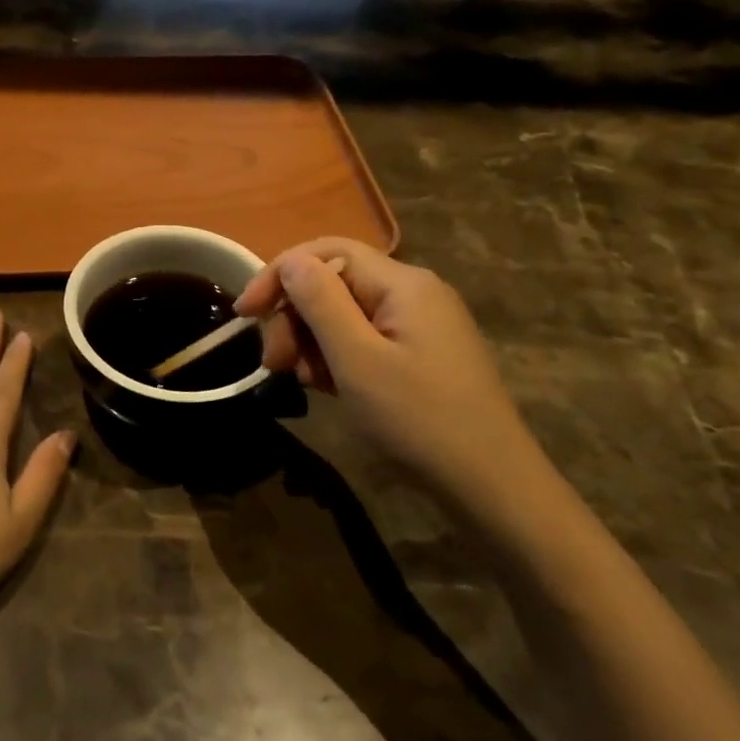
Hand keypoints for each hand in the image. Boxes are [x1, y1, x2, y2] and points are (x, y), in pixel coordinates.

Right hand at [235, 238, 544, 515]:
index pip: (326, 252)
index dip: (279, 275)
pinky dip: (338, 358)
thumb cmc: (419, 419)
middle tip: (276, 363)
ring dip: (312, 342)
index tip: (245, 314)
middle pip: (333, 283)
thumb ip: (320, 302)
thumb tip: (291, 262)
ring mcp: (419, 326)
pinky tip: (329, 388)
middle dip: (295, 317)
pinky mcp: (420, 355)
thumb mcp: (357, 359)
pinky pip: (364, 340)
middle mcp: (413, 293)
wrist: (493, 488)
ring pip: (344, 314)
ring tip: (304, 382)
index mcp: (402, 283)